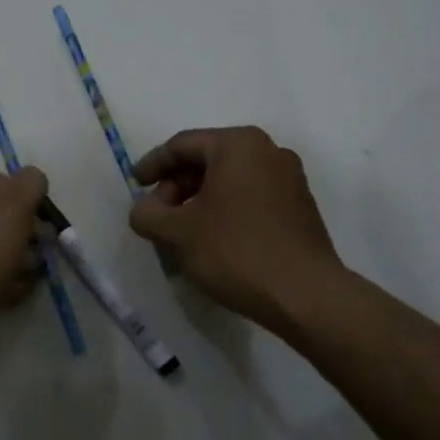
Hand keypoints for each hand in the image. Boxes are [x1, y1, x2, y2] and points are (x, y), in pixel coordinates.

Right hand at [128, 127, 342, 331]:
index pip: (182, 145)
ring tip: (182, 230)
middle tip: (158, 214)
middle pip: (208, 159)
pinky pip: (251, 196)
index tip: (135, 185)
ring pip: (230, 179)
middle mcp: (268, 151)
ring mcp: (289, 178)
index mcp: (238, 145)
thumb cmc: (235, 251)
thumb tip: (144, 209)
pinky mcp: (300, 205)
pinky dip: (226, 209)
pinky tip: (213, 238)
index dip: (152, 165)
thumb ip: (147, 214)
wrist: (305, 294)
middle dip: (177, 185)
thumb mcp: (177, 233)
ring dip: (200, 199)